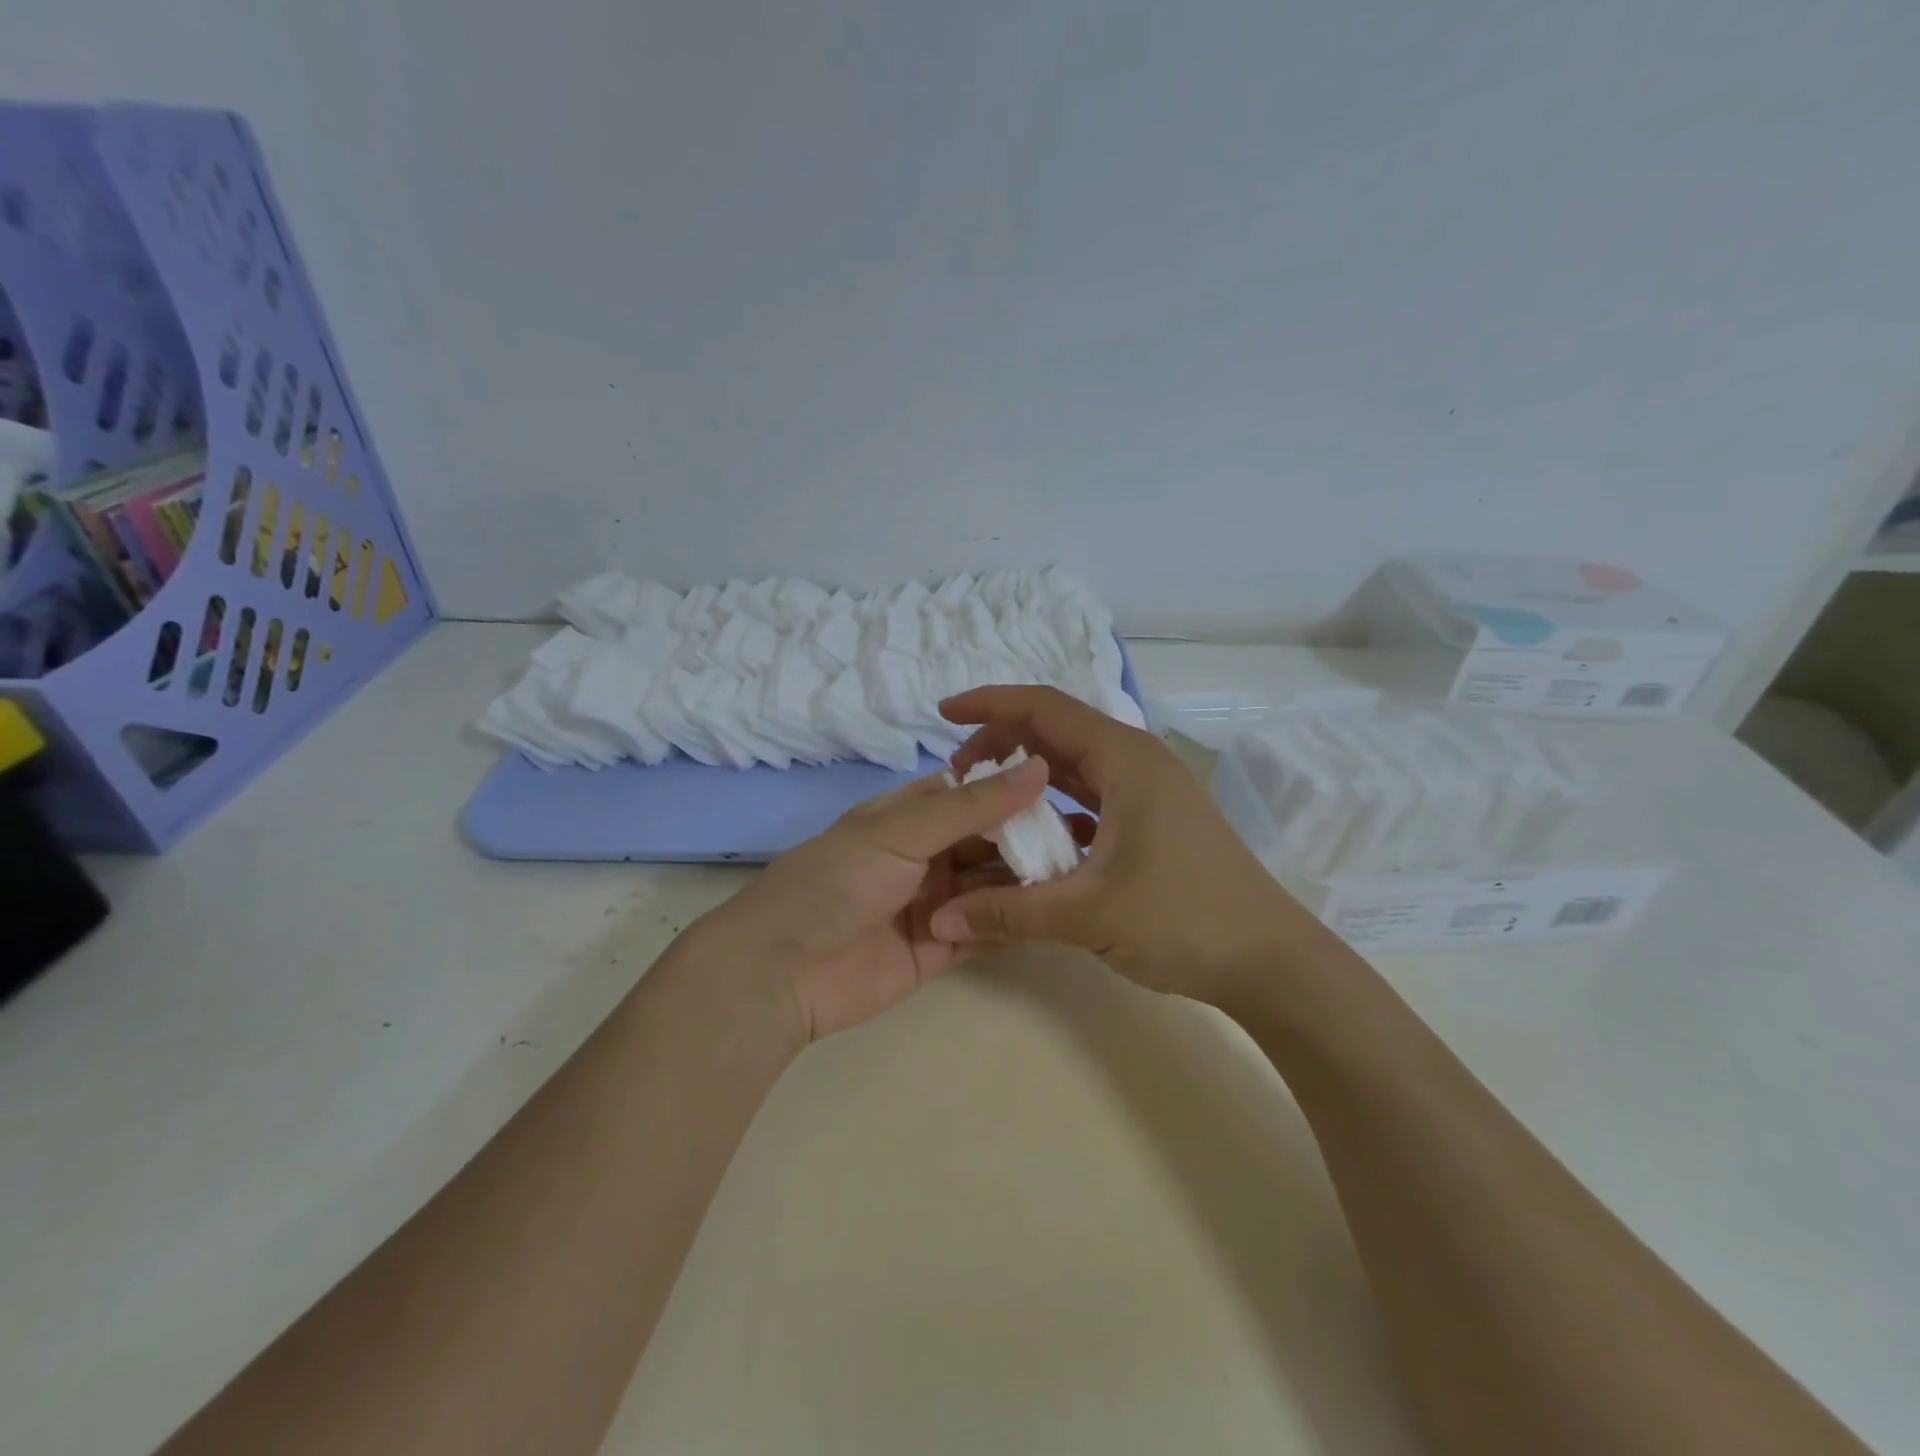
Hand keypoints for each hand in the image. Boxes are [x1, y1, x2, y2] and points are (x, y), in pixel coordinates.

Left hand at [692, 755, 1050, 1042]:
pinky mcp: (939, 949)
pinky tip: (1055, 913)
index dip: (1013, 788)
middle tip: (1085, 838)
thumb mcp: (901, 831)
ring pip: (991, 885)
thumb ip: (972, 806)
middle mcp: (924, 856)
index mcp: (907, 816)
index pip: (970, 793)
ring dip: (1026, 880)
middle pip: (986, 841)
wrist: (781, 972)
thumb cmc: (836, 882)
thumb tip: (1036, 766)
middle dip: (1026, 838)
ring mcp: (933, 903)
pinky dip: (1012, 922)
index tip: (1066, 786)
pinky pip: (985, 930)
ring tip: (1081, 874)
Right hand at [927, 686, 1323, 1007]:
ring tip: (982, 801)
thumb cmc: (1184, 919)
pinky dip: (1054, 808)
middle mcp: (1136, 762)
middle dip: (1002, 743)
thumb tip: (939, 921)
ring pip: (1073, 767)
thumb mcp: (1088, 914)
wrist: (1271, 961)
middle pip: (1056, 732)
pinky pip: (1090, 799)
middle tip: (957, 774)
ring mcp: (1147, 793)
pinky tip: (1030, 839)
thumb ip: (1009, 912)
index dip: (990, 704)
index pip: (1044, 708)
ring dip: (1027, 778)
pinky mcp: (1151, 822)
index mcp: (1125, 759)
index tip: (944, 713)